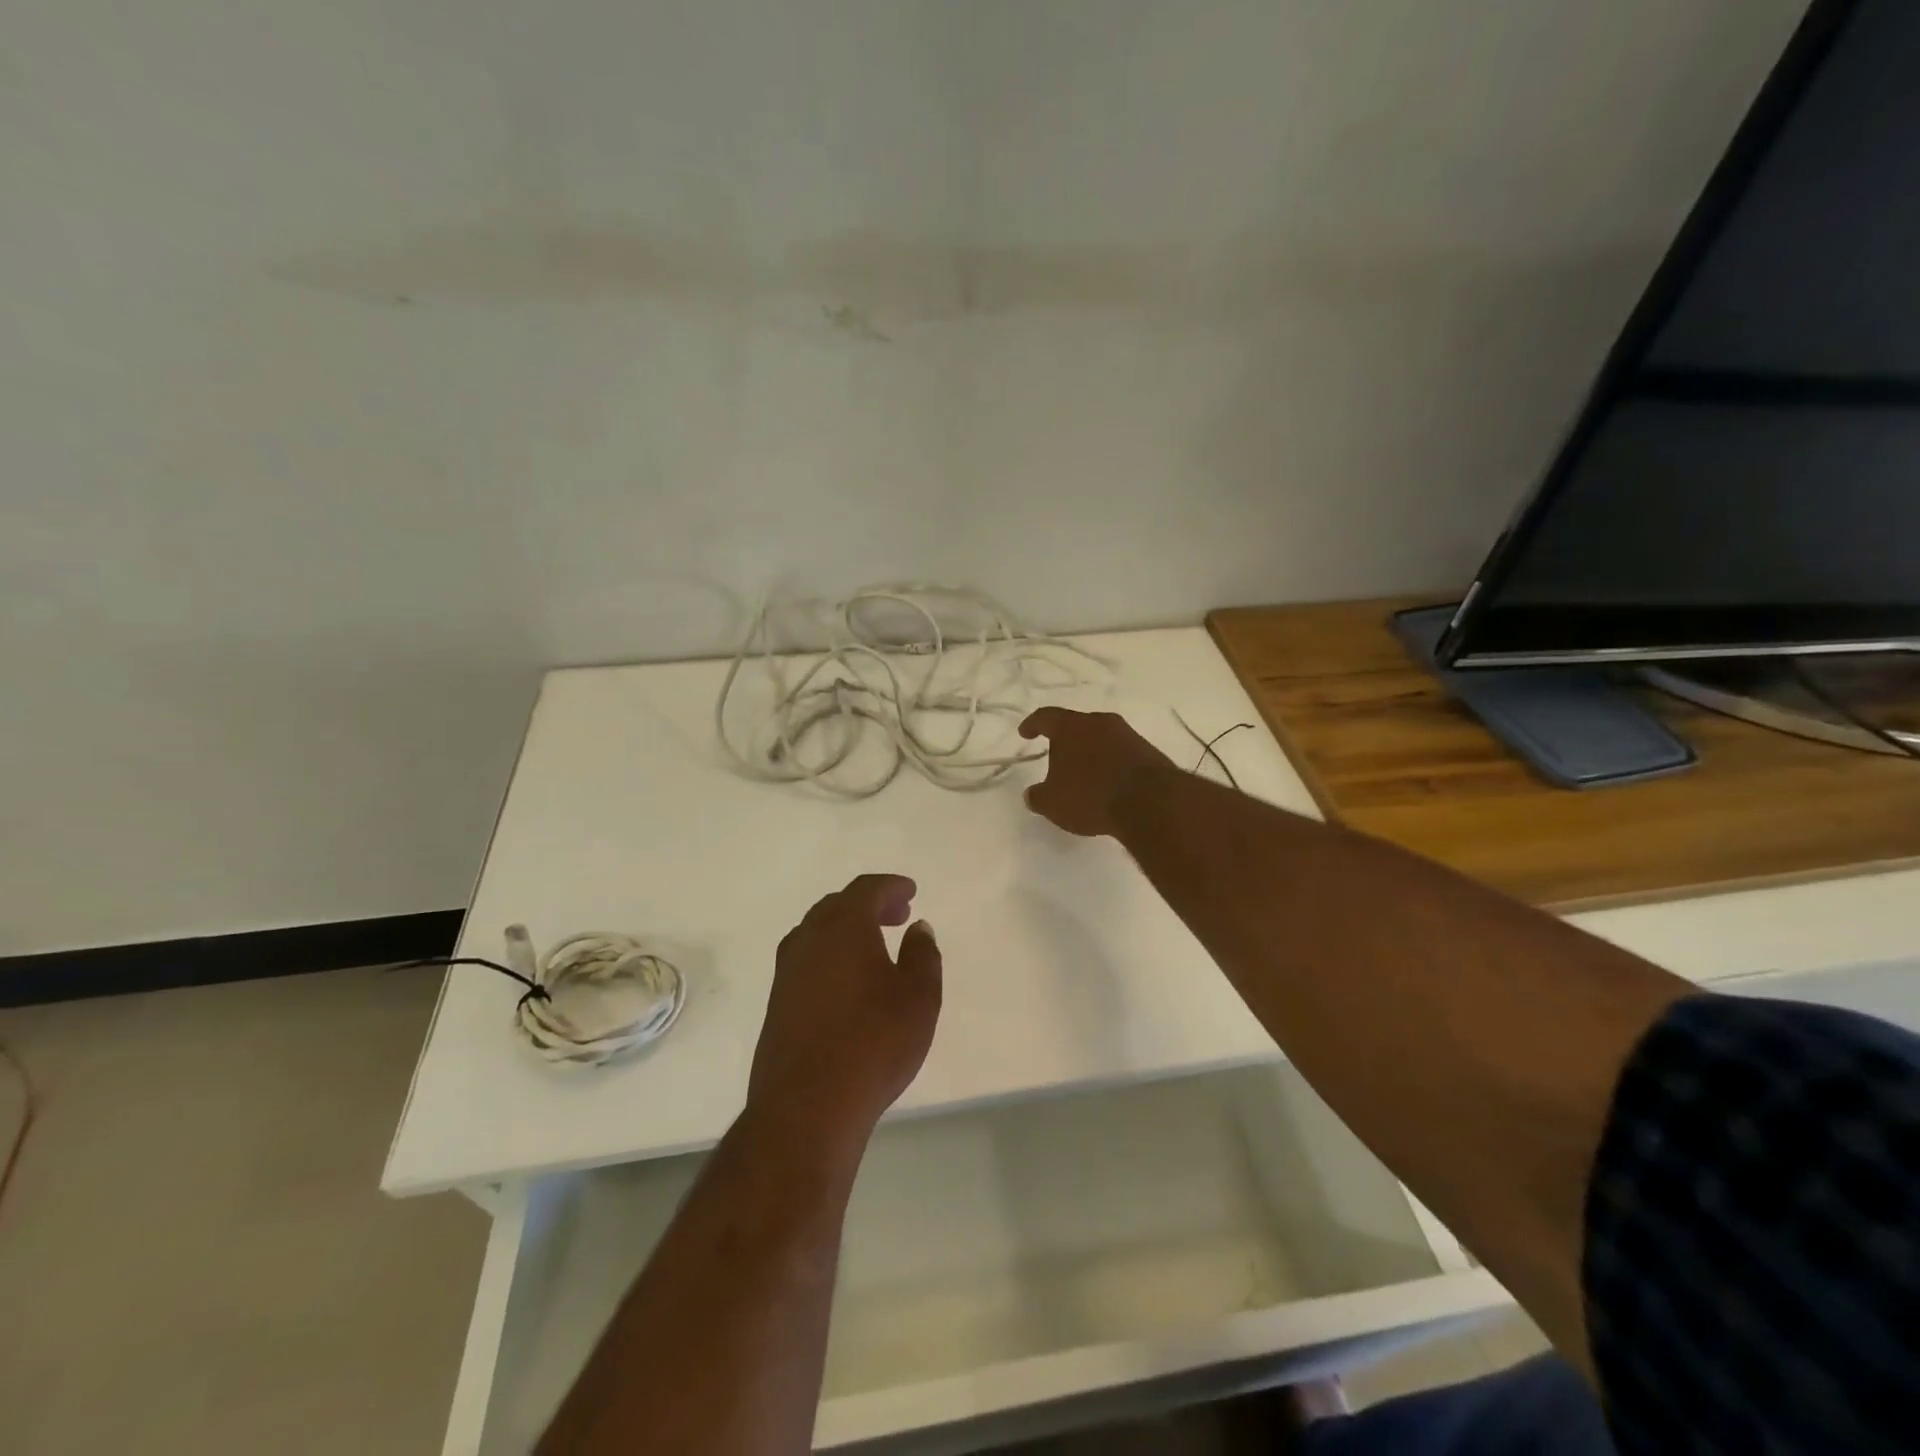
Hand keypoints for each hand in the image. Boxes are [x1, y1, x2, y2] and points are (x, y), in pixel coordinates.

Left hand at [748, 874, 941, 1141]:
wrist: (807, 1105)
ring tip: (874, 948)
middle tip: (898, 917)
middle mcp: (809, 939)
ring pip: (817, 932)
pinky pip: (806, 960)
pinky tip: (848, 983)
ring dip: (847, 930)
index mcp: (844, 926)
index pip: (866, 889)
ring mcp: (787, 971)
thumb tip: (918, 928)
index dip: (890, 886)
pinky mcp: (776, 1003)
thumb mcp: (919, 997)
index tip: (911, 892)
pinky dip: (830, 956)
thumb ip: (922, 955)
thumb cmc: (874, 1043)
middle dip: (869, 905)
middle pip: (838, 905)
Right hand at [1018, 708, 1174, 837]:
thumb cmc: (1091, 796)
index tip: (1025, 733)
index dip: (1032, 724)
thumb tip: (1032, 794)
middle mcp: (1099, 722)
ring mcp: (1128, 734)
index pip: (1045, 717)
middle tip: (1057, 758)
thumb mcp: (1053, 803)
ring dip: (1091, 753)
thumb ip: (1038, 796)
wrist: (1150, 802)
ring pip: (1101, 738)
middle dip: (1065, 741)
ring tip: (1084, 775)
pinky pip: (1121, 753)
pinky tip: (1108, 784)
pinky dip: (1110, 764)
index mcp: (1070, 727)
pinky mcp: (1148, 751)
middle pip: (1076, 726)